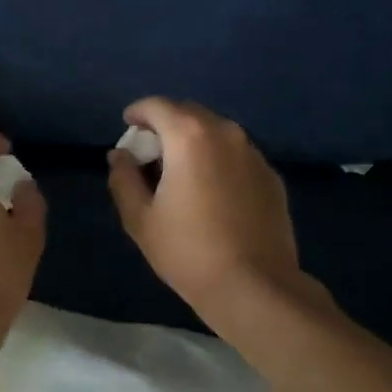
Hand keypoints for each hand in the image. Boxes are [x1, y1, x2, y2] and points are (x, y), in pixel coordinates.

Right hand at [108, 97, 306, 320]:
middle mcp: (226, 133)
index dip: (138, 112)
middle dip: (166, 124)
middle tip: (150, 152)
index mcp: (189, 136)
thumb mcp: (140, 218)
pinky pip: (237, 155)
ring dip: (194, 141)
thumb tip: (120, 155)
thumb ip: (123, 178)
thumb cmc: (187, 251)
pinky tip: (211, 191)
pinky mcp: (271, 176)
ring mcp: (254, 154)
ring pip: (216, 132)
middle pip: (189, 113)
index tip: (127, 126)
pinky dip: (218, 160)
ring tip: (180, 171)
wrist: (254, 286)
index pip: (157, 106)